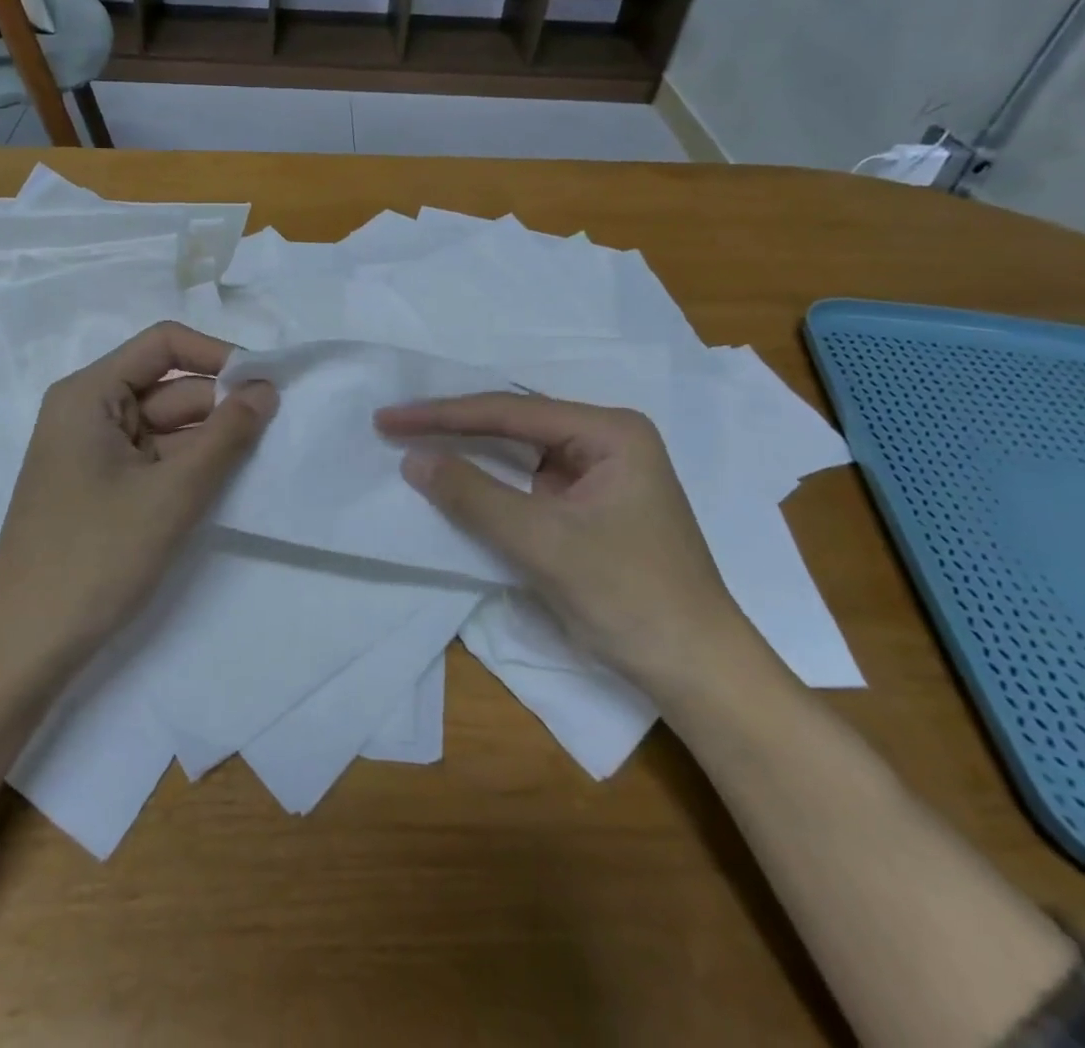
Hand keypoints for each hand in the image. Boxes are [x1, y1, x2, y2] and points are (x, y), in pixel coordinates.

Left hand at [0, 322, 276, 685]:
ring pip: (167, 427)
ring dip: (209, 441)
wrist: (25, 647)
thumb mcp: (172, 493)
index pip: (164, 344)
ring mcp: (93, 452)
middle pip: (169, 387)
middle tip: (276, 434)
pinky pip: (155, 459)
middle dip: (220, 407)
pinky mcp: (101, 488)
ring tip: (257, 463)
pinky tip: (223, 486)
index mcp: (89, 394)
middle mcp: (88, 412)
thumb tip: (266, 389)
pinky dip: (188, 468)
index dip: (218, 355)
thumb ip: (226, 435)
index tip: (265, 387)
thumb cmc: (95, 557)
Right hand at [375, 394, 757, 697]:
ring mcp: (600, 473)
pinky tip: (456, 478)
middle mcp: (607, 440)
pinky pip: (528, 481)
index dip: (443, 415)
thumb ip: (474, 495)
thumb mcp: (542, 542)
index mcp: (609, 431)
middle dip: (454, 425)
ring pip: (519, 452)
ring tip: (413, 441)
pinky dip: (490, 482)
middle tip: (394, 425)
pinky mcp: (590, 504)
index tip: (389, 419)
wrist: (695, 670)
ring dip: (469, 451)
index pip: (509, 413)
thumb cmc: (628, 596)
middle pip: (514, 424)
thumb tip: (411, 459)